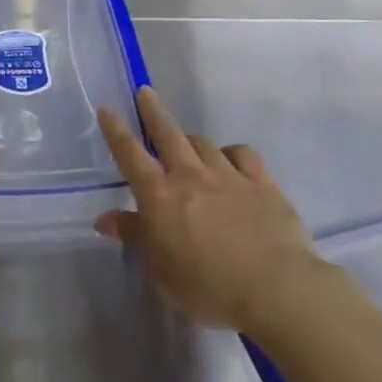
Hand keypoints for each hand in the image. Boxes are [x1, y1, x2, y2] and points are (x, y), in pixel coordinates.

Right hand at [95, 88, 319, 331]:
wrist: (276, 289)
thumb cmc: (207, 287)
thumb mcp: (160, 271)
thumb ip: (135, 238)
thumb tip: (106, 219)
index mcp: (159, 196)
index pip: (130, 154)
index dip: (116, 130)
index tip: (107, 109)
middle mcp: (190, 176)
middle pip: (167, 133)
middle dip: (153, 112)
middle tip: (146, 93)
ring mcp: (229, 176)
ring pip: (203, 143)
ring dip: (190, 140)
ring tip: (187, 144)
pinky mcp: (263, 184)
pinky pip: (243, 154)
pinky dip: (231, 153)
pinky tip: (230, 159)